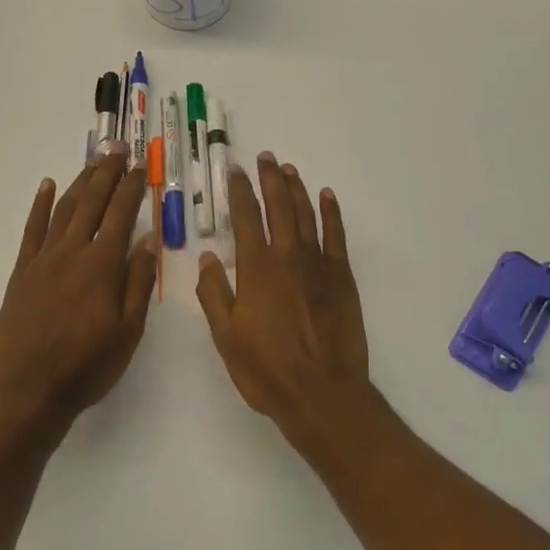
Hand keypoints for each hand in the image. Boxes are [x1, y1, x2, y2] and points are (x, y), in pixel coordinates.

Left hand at [0, 152, 156, 428]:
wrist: (28, 391)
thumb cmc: (87, 365)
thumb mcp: (128, 331)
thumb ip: (138, 282)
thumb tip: (148, 241)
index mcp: (102, 266)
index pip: (121, 215)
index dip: (132, 188)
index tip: (141, 166)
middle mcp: (73, 252)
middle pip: (93, 202)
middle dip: (107, 172)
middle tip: (119, 148)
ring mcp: (43, 260)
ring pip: (65, 209)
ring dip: (81, 181)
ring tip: (94, 160)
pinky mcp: (22, 272)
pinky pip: (32, 229)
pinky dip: (41, 205)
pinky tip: (48, 186)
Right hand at [196, 153, 375, 451]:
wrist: (321, 392)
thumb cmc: (267, 369)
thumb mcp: (226, 336)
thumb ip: (214, 293)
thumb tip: (207, 256)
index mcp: (256, 269)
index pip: (245, 218)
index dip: (239, 191)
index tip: (235, 170)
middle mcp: (287, 256)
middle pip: (278, 207)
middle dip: (270, 179)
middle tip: (266, 158)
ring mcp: (318, 264)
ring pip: (306, 215)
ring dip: (297, 190)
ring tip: (288, 170)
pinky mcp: (342, 277)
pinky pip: (336, 235)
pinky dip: (331, 213)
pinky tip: (327, 197)